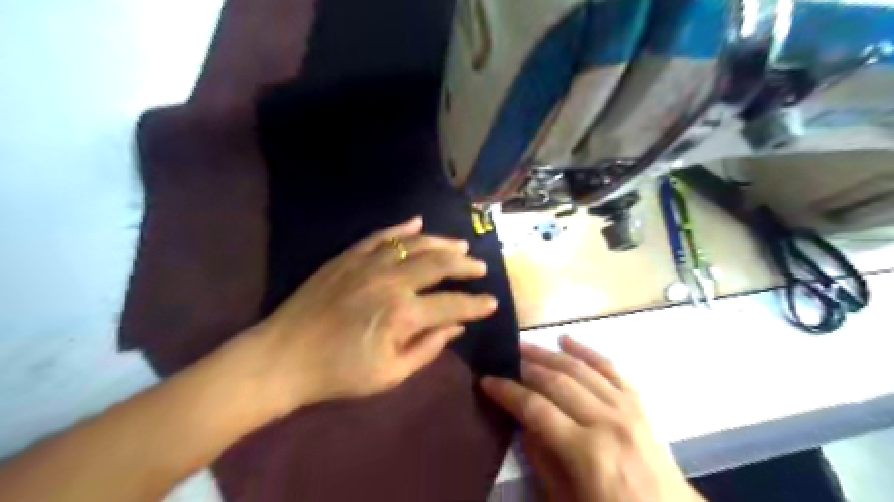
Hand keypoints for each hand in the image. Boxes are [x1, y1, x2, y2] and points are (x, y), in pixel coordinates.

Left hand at [255, 216, 498, 411]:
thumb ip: (428, 348)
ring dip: (441, 243)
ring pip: (414, 244)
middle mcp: (391, 281)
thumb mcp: (390, 374)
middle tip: (481, 267)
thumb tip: (455, 326)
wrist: (283, 357)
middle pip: (439, 265)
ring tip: (460, 246)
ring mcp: (368, 263)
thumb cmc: (339, 373)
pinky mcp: (348, 257)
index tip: (492, 303)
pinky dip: (401, 229)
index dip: (476, 305)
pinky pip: (381, 236)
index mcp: (403, 314)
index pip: (452, 304)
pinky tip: (417, 223)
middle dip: (465, 266)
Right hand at [486, 336, 700, 501]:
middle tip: (504, 358)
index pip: (536, 409)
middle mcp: (606, 421)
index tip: (487, 380)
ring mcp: (626, 408)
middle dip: (526, 366)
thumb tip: (523, 424)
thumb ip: (543, 460)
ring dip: (549, 353)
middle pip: (557, 381)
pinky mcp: (639, 403)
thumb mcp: (567, 500)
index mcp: (587, 452)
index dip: (508, 392)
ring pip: (581, 368)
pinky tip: (566, 339)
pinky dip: (587, 350)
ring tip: (526, 344)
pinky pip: (611, 368)